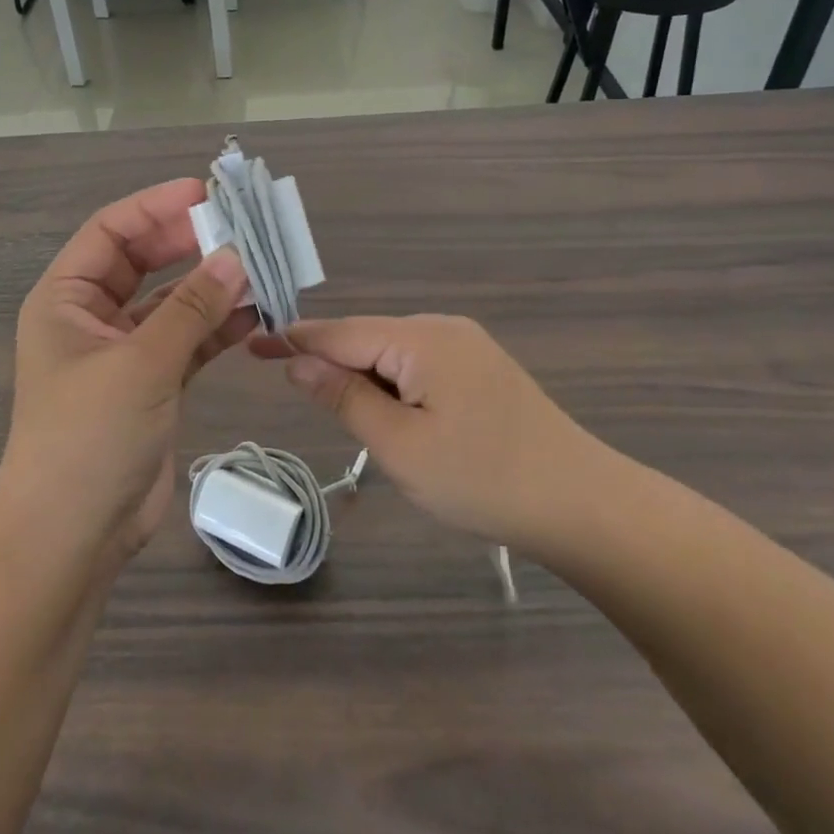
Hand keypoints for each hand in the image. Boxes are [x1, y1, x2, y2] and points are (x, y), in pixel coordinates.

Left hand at [0, 180, 254, 567]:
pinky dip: (217, 327)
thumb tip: (236, 256)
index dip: (155, 207)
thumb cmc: (88, 438)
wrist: (72, 537)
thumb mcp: (140, 364)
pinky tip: (255, 313)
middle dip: (189, 243)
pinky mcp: (152, 385)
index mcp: (65, 299)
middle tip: (242, 227)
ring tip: (260, 268)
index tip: (205, 193)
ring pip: (172, 302)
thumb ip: (190, 309)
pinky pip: (188, 341)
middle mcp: (91, 318)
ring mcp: (123, 353)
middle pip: (143, 262)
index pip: (110, 232)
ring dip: (211, 286)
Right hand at [253, 316, 615, 557]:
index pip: (340, 332)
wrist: (583, 505)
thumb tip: (296, 361)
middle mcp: (443, 328)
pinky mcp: (481, 369)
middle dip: (330, 364)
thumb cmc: (483, 479)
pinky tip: (393, 417)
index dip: (293, 340)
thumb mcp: (399, 446)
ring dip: (363, 381)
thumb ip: (343, 397)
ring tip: (346, 418)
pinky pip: (418, 367)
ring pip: (392, 355)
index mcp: (421, 338)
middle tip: (294, 395)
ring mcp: (467, 346)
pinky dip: (393, 388)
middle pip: (366, 339)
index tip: (251, 346)